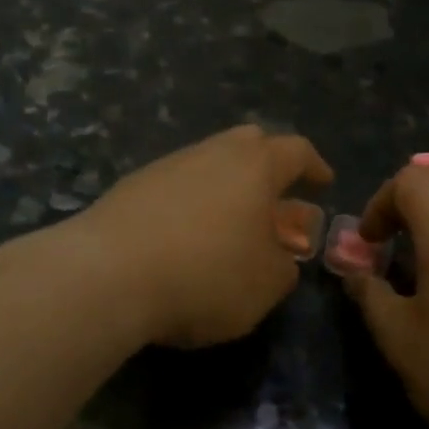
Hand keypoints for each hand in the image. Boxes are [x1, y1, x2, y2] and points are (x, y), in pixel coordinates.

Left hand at [77, 125, 333, 347]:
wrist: (106, 276)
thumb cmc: (205, 276)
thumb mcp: (266, 285)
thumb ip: (284, 267)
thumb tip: (280, 256)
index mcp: (255, 166)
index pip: (296, 151)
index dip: (314, 166)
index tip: (323, 182)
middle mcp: (211, 153)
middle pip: (248, 143)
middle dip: (268, 164)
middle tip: (275, 194)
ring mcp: (166, 166)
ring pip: (207, 163)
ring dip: (226, 187)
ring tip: (230, 223)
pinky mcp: (130, 188)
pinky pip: (175, 186)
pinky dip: (191, 203)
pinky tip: (185, 236)